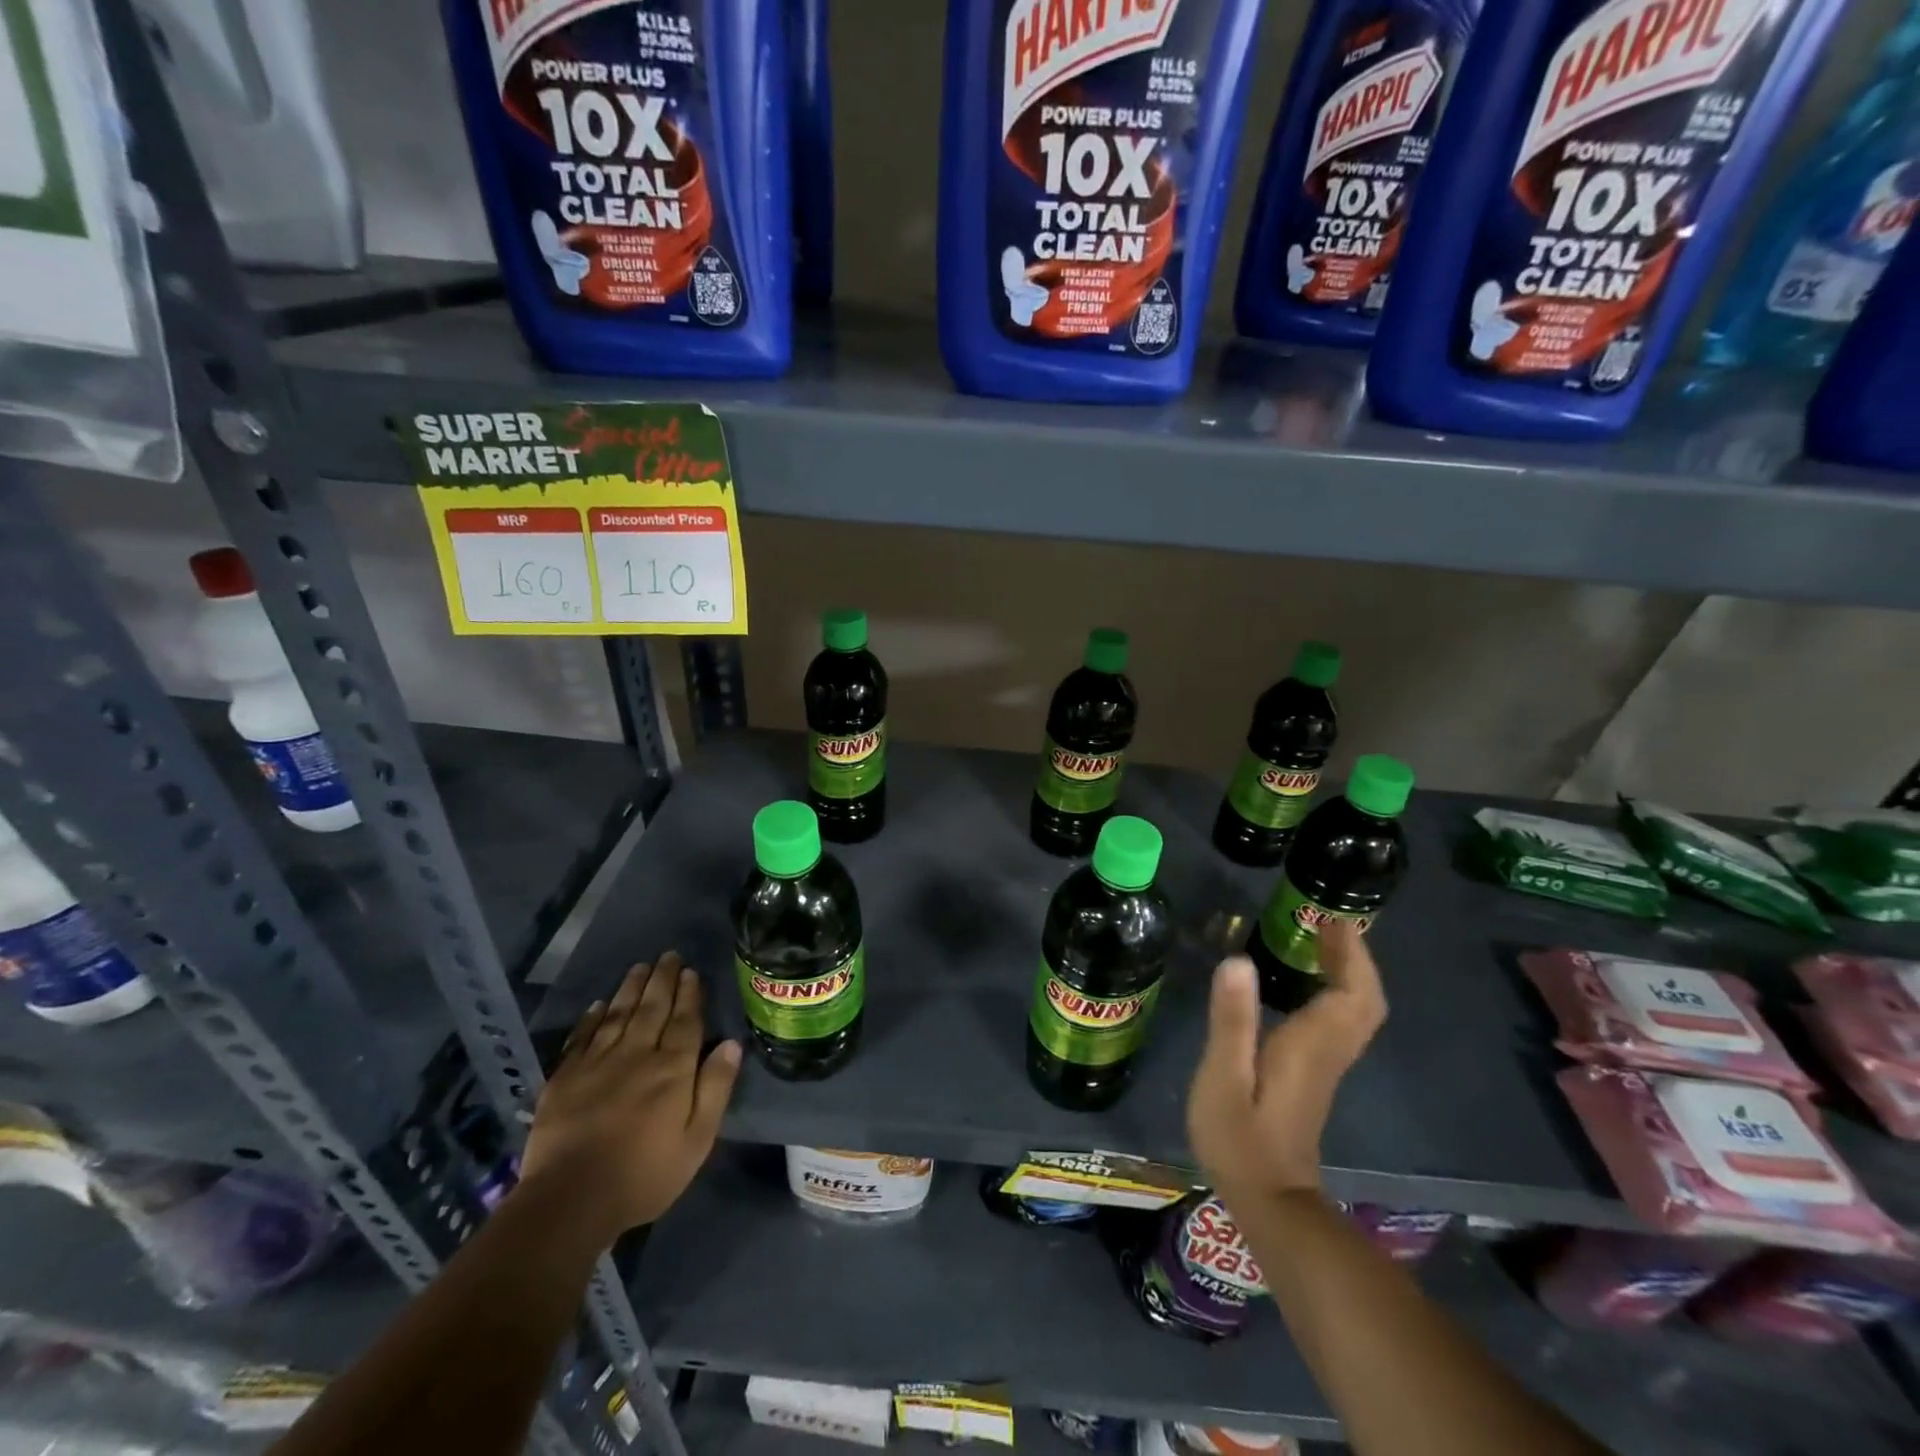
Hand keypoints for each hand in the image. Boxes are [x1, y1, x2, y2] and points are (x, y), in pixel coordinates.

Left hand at [520, 952, 740, 1241]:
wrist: (570, 1200)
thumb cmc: (644, 1174)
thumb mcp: (697, 1140)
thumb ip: (715, 1088)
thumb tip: (731, 1043)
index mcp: (672, 1069)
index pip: (685, 1021)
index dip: (690, 995)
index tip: (691, 972)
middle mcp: (637, 1055)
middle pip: (652, 1009)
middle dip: (662, 980)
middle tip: (668, 955)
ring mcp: (597, 1063)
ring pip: (618, 1015)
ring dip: (631, 988)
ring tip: (640, 966)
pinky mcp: (565, 1078)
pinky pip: (582, 1037)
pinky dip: (592, 1018)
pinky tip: (600, 1005)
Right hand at [1187, 921, 1386, 1198]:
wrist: (1269, 1200)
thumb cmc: (1239, 1137)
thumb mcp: (1222, 1077)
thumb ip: (1231, 1019)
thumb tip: (1238, 960)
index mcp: (1311, 1045)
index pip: (1352, 993)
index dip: (1349, 954)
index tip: (1330, 919)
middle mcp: (1328, 1051)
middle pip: (1365, 1000)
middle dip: (1354, 957)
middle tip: (1327, 923)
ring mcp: (1326, 1065)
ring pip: (1358, 1011)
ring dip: (1349, 972)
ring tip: (1319, 941)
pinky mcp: (1316, 1074)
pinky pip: (1342, 1021)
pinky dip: (1337, 992)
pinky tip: (1308, 983)